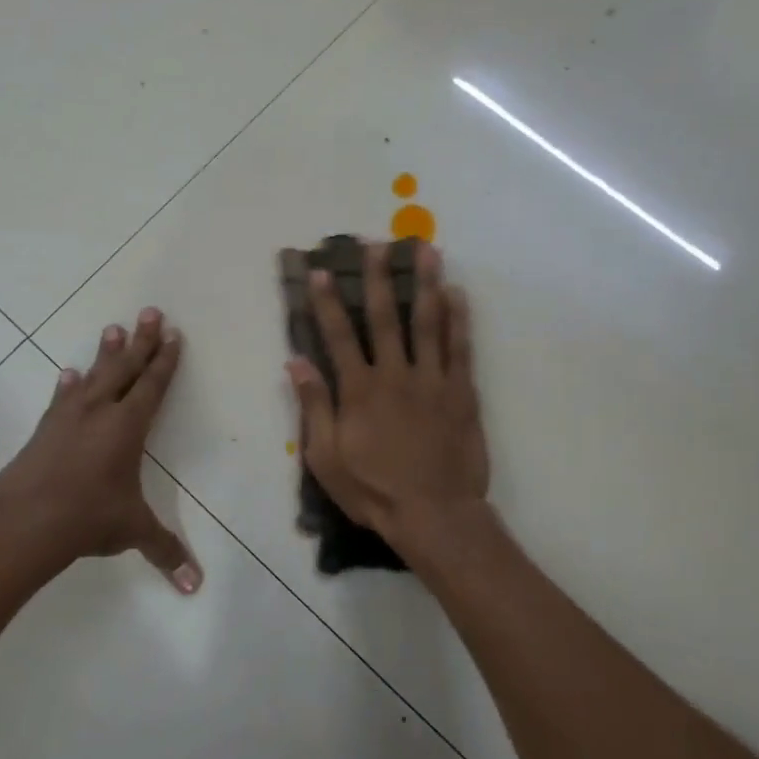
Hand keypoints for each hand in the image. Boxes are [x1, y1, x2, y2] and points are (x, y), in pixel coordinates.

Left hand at [0, 308, 201, 592]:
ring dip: (105, 353)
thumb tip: (195, 586)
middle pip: (125, 368)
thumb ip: (166, 551)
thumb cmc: (88, 518)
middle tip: (150, 311)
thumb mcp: (132, 531)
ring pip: (93, 376)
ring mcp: (68, 417)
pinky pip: (61, 399)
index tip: (173, 335)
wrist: (25, 520)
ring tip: (113, 328)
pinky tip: (67, 373)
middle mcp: (100, 412)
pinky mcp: (45, 429)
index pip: (152, 386)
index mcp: (128, 427)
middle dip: (141, 340)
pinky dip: (66, 385)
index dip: (165, 361)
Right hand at [287, 242, 489, 551]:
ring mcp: (433, 380)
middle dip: (378, 278)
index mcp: (359, 390)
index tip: (321, 271)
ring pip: (429, 322)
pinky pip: (460, 347)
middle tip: (376, 244)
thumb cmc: (373, 491)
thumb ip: (313, 406)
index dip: (328, 302)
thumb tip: (296, 362)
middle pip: (386, 317)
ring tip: (426, 250)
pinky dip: (459, 318)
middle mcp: (395, 375)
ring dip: (426, 283)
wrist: (434, 513)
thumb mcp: (326, 457)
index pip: (339, 336)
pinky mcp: (462, 392)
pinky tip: (457, 293)